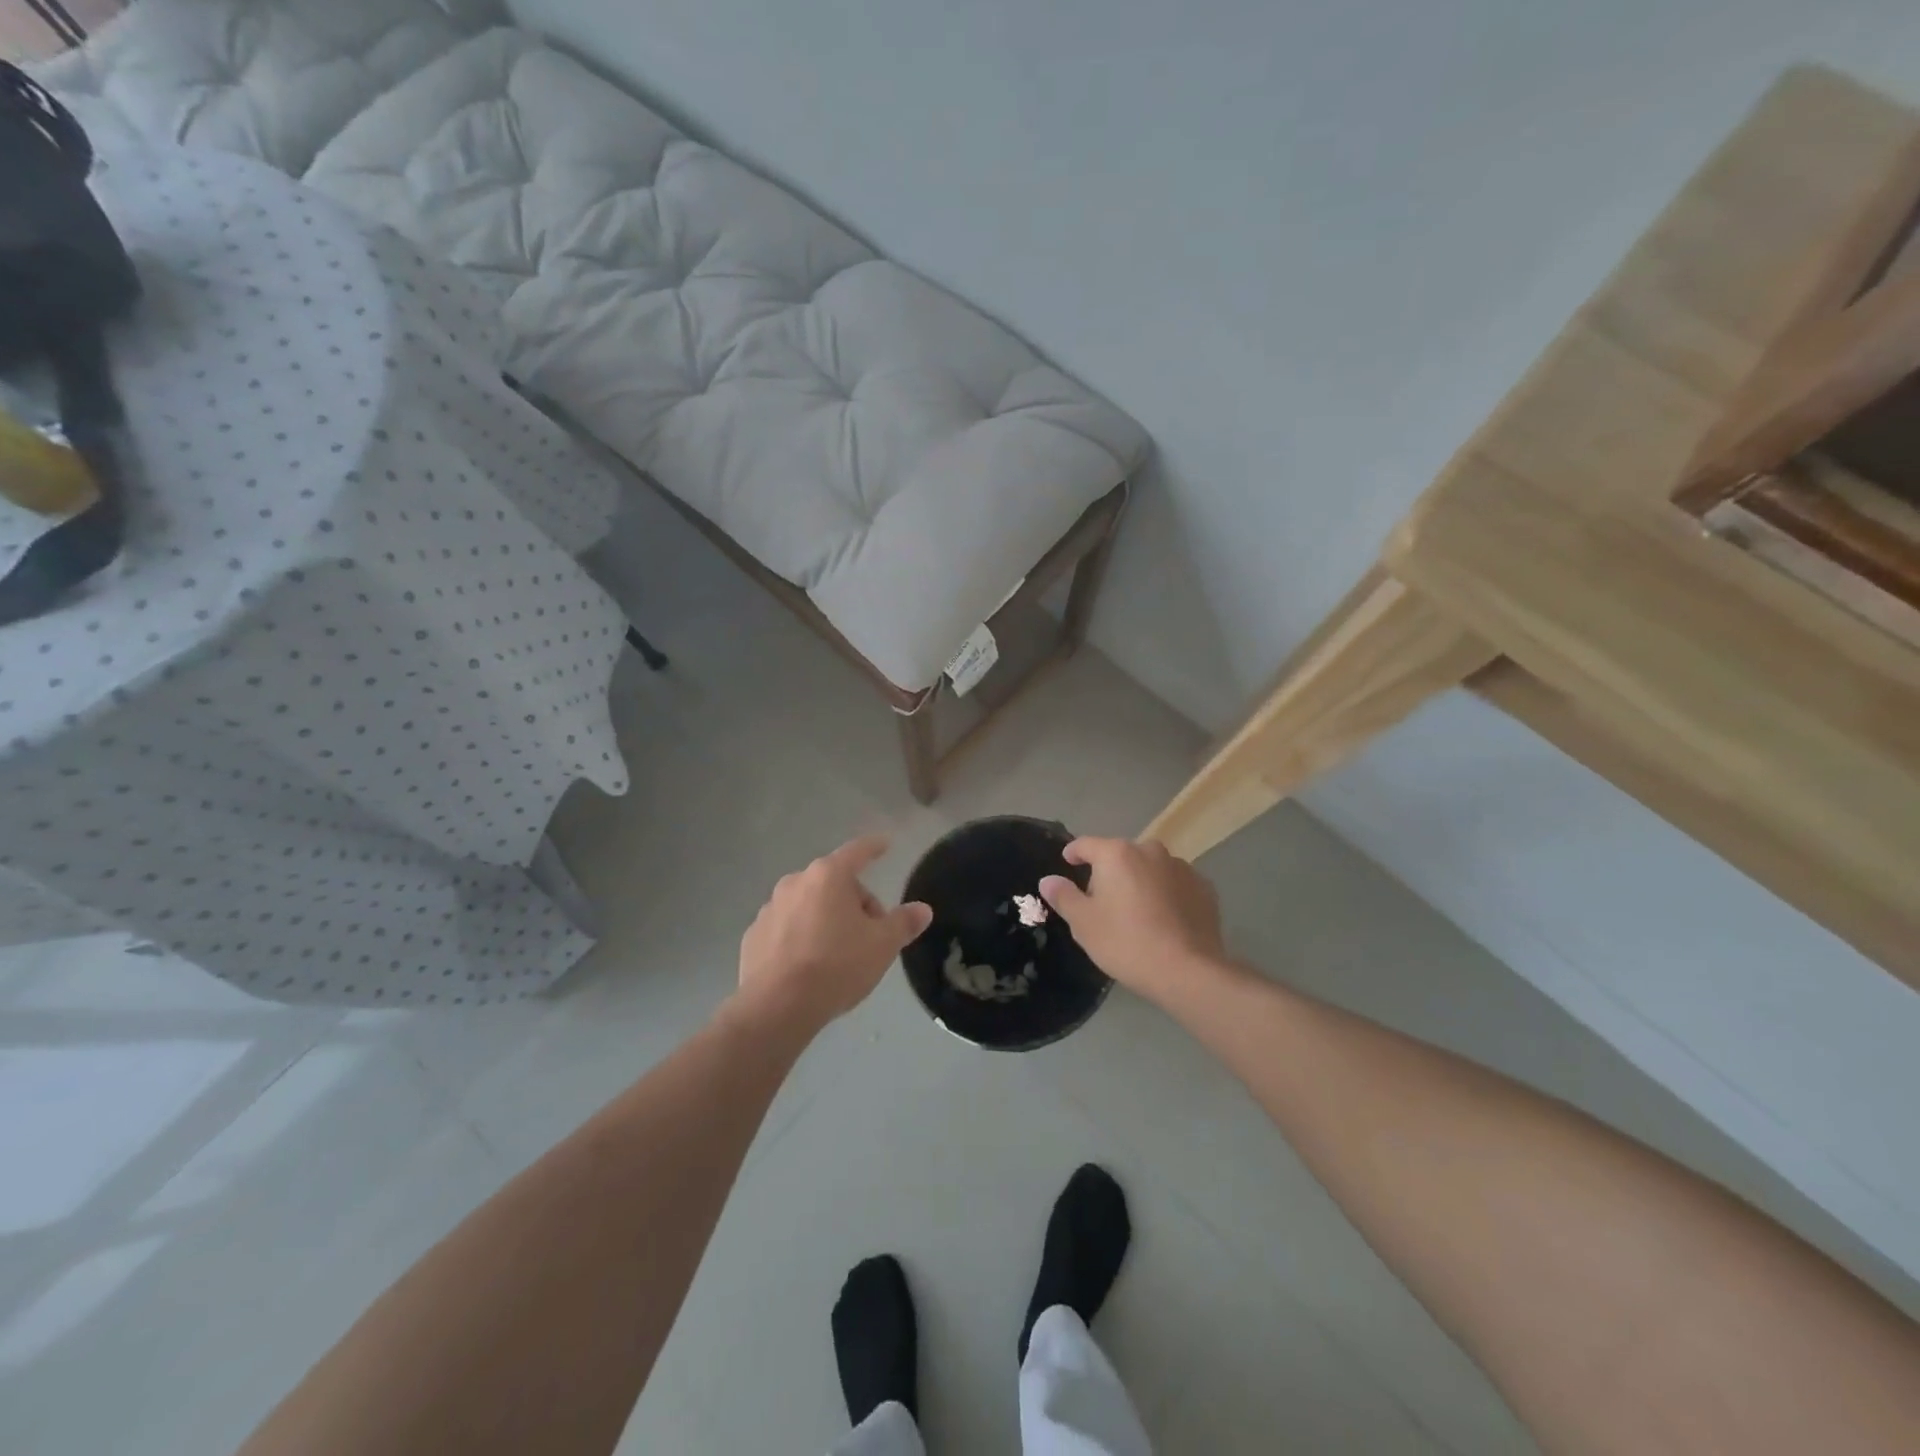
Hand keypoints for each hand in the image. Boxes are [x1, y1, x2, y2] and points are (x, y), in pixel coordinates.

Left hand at [735, 835, 931, 1032]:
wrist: (776, 1007)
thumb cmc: (836, 966)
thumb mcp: (882, 945)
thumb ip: (903, 923)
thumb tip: (922, 910)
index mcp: (828, 876)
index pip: (857, 852)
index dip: (874, 848)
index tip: (884, 844)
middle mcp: (795, 883)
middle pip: (834, 883)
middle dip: (855, 902)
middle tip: (870, 935)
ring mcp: (769, 909)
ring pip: (809, 905)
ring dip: (826, 919)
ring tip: (838, 955)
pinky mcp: (753, 936)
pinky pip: (787, 928)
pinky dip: (801, 937)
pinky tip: (809, 967)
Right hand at [1038, 837, 1226, 1004]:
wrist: (1188, 971)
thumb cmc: (1126, 942)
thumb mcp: (1083, 923)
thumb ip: (1064, 896)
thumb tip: (1048, 880)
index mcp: (1117, 854)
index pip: (1086, 844)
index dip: (1074, 852)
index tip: (1068, 862)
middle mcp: (1150, 851)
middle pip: (1121, 855)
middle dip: (1109, 872)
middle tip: (1103, 901)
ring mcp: (1181, 868)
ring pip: (1151, 868)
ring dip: (1140, 881)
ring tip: (1137, 912)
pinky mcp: (1204, 888)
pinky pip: (1175, 884)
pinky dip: (1166, 894)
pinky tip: (1164, 919)